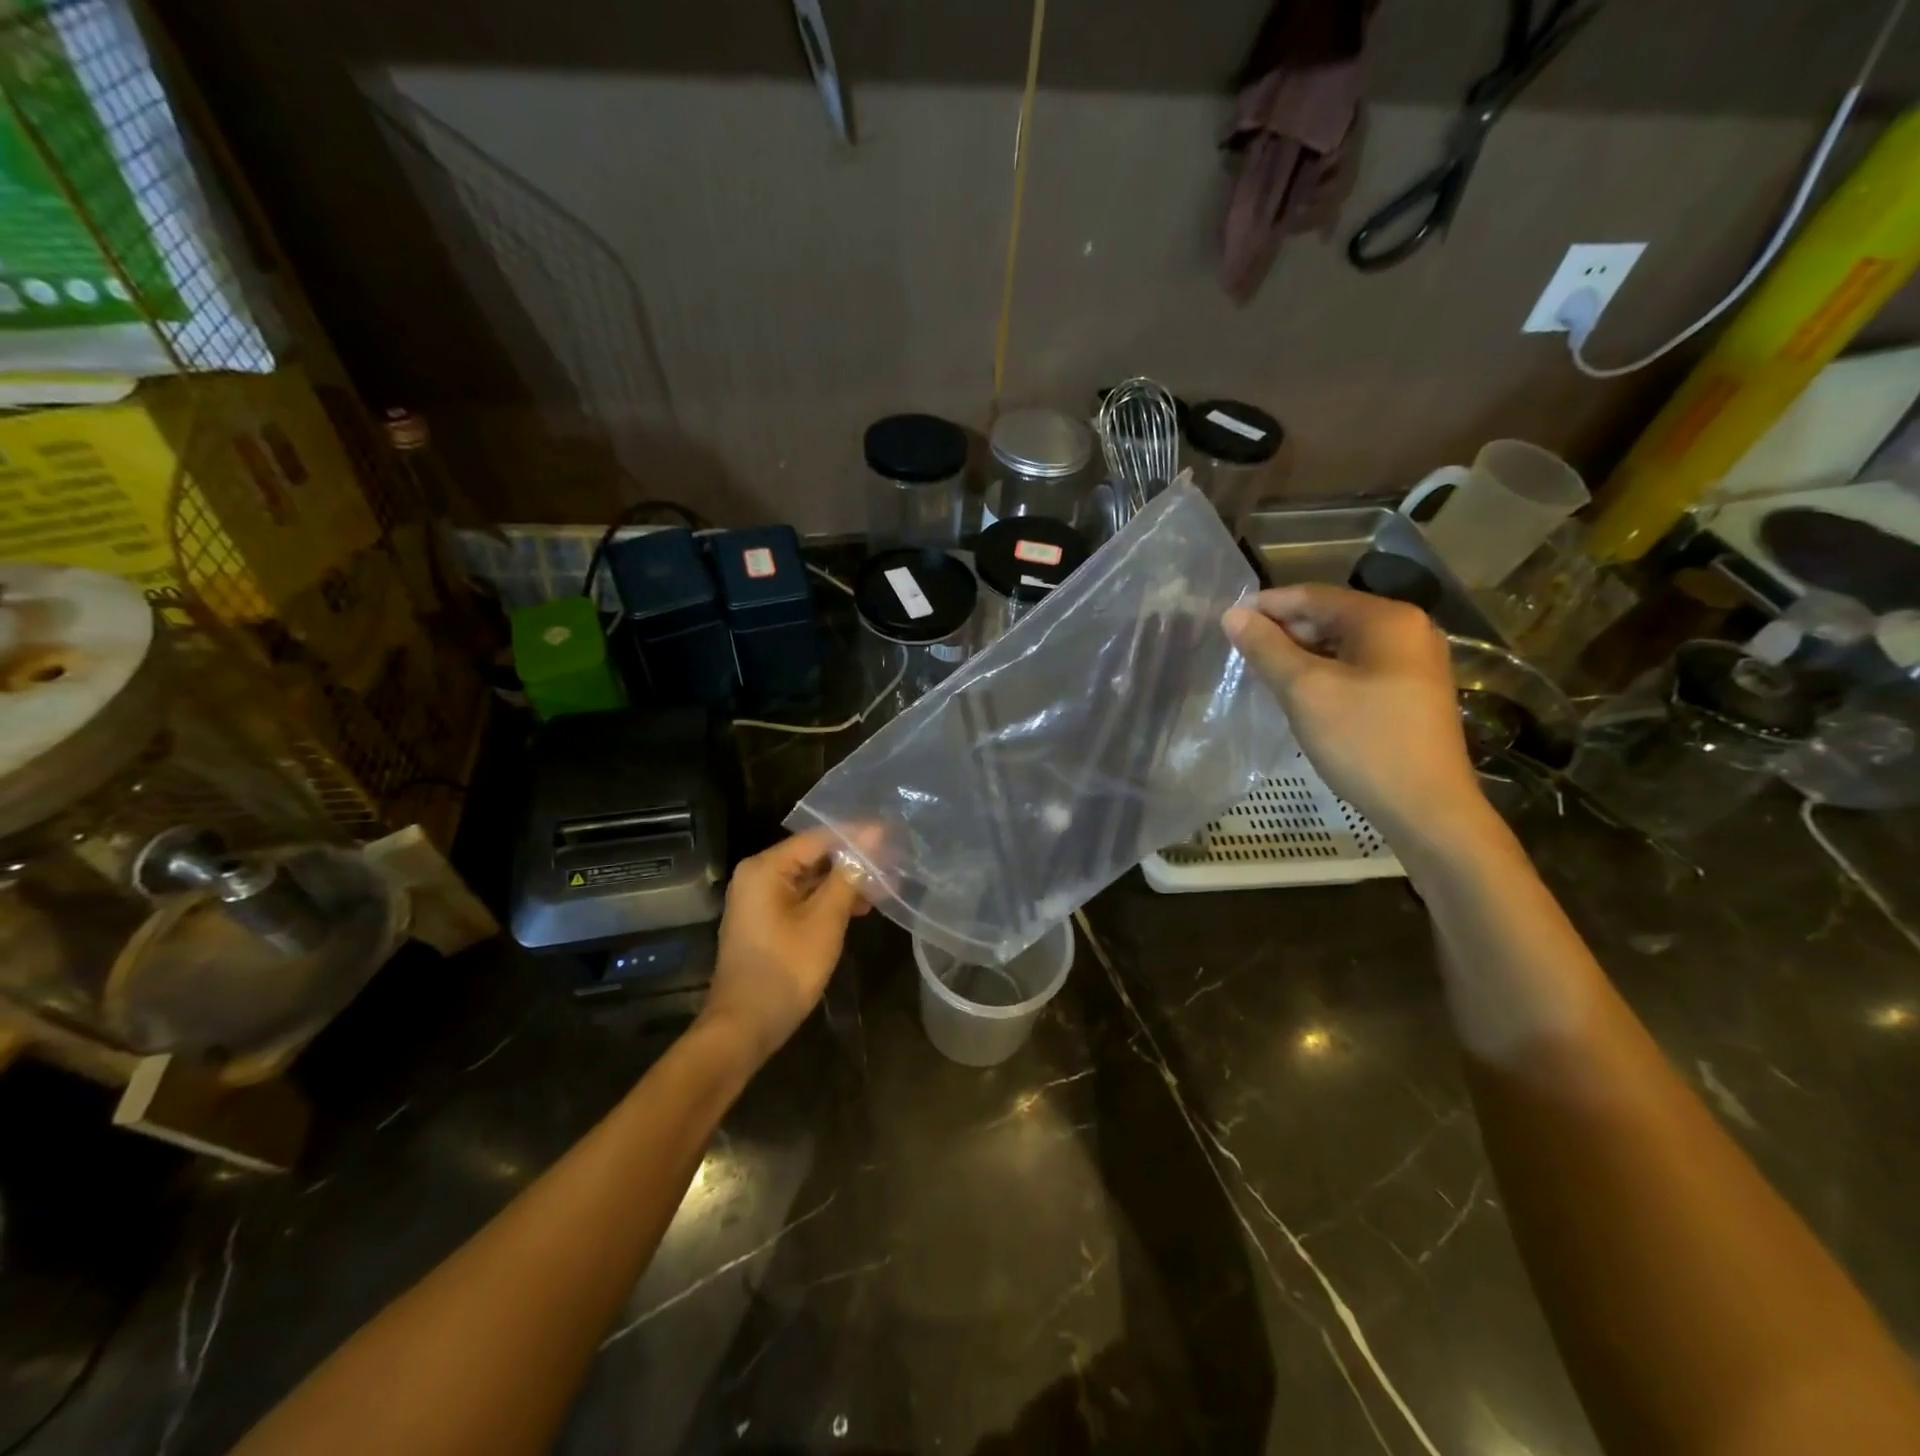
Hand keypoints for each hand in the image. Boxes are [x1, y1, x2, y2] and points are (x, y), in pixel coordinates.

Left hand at [698, 829, 870, 1066]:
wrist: (744, 1026)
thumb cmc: (786, 969)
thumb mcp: (825, 920)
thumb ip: (849, 876)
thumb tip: (874, 837)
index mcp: (766, 867)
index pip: (819, 837)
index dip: (858, 835)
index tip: (893, 834)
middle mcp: (758, 875)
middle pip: (814, 856)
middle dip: (854, 860)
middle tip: (894, 861)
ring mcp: (759, 898)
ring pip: (810, 878)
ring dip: (845, 882)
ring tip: (886, 886)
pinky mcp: (765, 920)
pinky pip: (802, 897)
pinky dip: (829, 900)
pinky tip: (860, 907)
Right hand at [1222, 584, 1485, 838]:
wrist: (1426, 808)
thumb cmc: (1363, 741)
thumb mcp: (1304, 690)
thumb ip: (1266, 648)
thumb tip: (1232, 615)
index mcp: (1386, 618)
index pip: (1313, 596)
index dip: (1267, 605)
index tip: (1227, 622)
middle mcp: (1408, 629)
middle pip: (1331, 616)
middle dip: (1284, 630)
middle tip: (1242, 652)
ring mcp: (1415, 662)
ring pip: (1343, 644)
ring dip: (1301, 653)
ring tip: (1264, 672)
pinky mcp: (1413, 691)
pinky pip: (1358, 666)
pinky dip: (1325, 672)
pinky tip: (1300, 693)